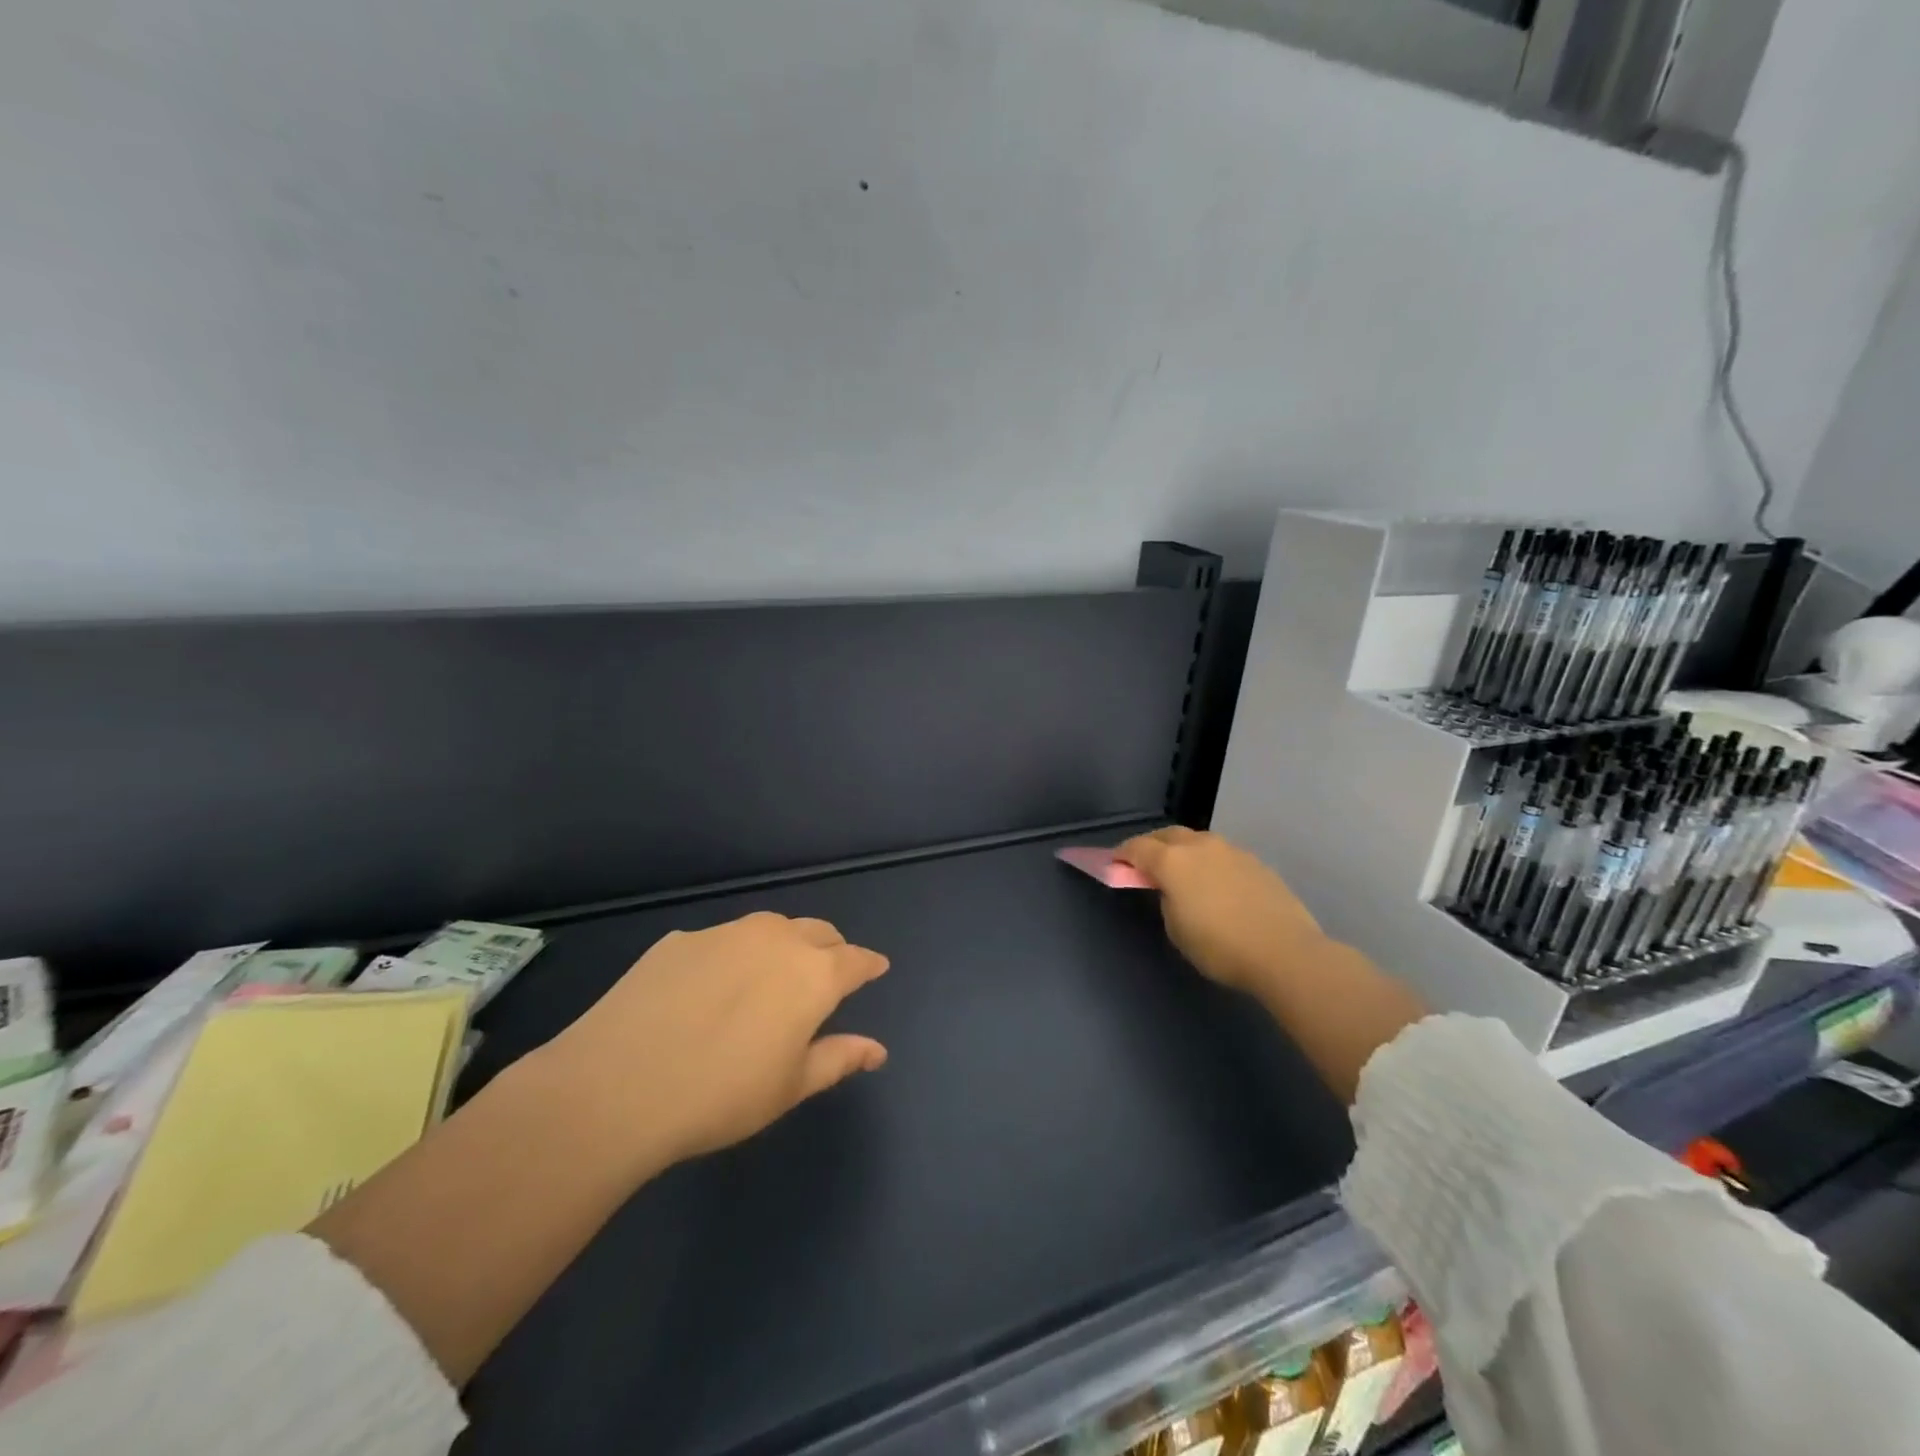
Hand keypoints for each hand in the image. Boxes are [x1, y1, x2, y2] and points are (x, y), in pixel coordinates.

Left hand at [536, 911, 889, 1171]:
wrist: (616, 1086)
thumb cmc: (720, 1095)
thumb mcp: (789, 1087)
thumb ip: (838, 1058)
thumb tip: (877, 1049)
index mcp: (813, 975)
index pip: (855, 960)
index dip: (869, 964)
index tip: (876, 968)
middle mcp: (775, 939)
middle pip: (818, 932)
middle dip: (831, 948)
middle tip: (827, 973)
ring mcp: (724, 933)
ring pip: (770, 927)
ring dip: (784, 944)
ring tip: (772, 974)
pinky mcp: (680, 939)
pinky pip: (721, 940)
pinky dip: (732, 955)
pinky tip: (710, 987)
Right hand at [1115, 827, 1324, 1001]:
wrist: (1285, 952)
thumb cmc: (1220, 946)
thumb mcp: (1176, 928)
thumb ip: (1167, 900)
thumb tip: (1173, 890)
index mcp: (1172, 861)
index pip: (1137, 847)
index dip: (1121, 854)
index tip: (1114, 864)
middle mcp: (1200, 846)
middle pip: (1167, 835)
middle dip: (1152, 845)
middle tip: (1145, 863)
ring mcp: (1231, 851)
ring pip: (1197, 841)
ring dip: (1183, 851)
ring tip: (1182, 872)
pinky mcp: (1256, 862)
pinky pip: (1221, 855)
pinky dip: (1209, 862)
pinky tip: (1215, 883)